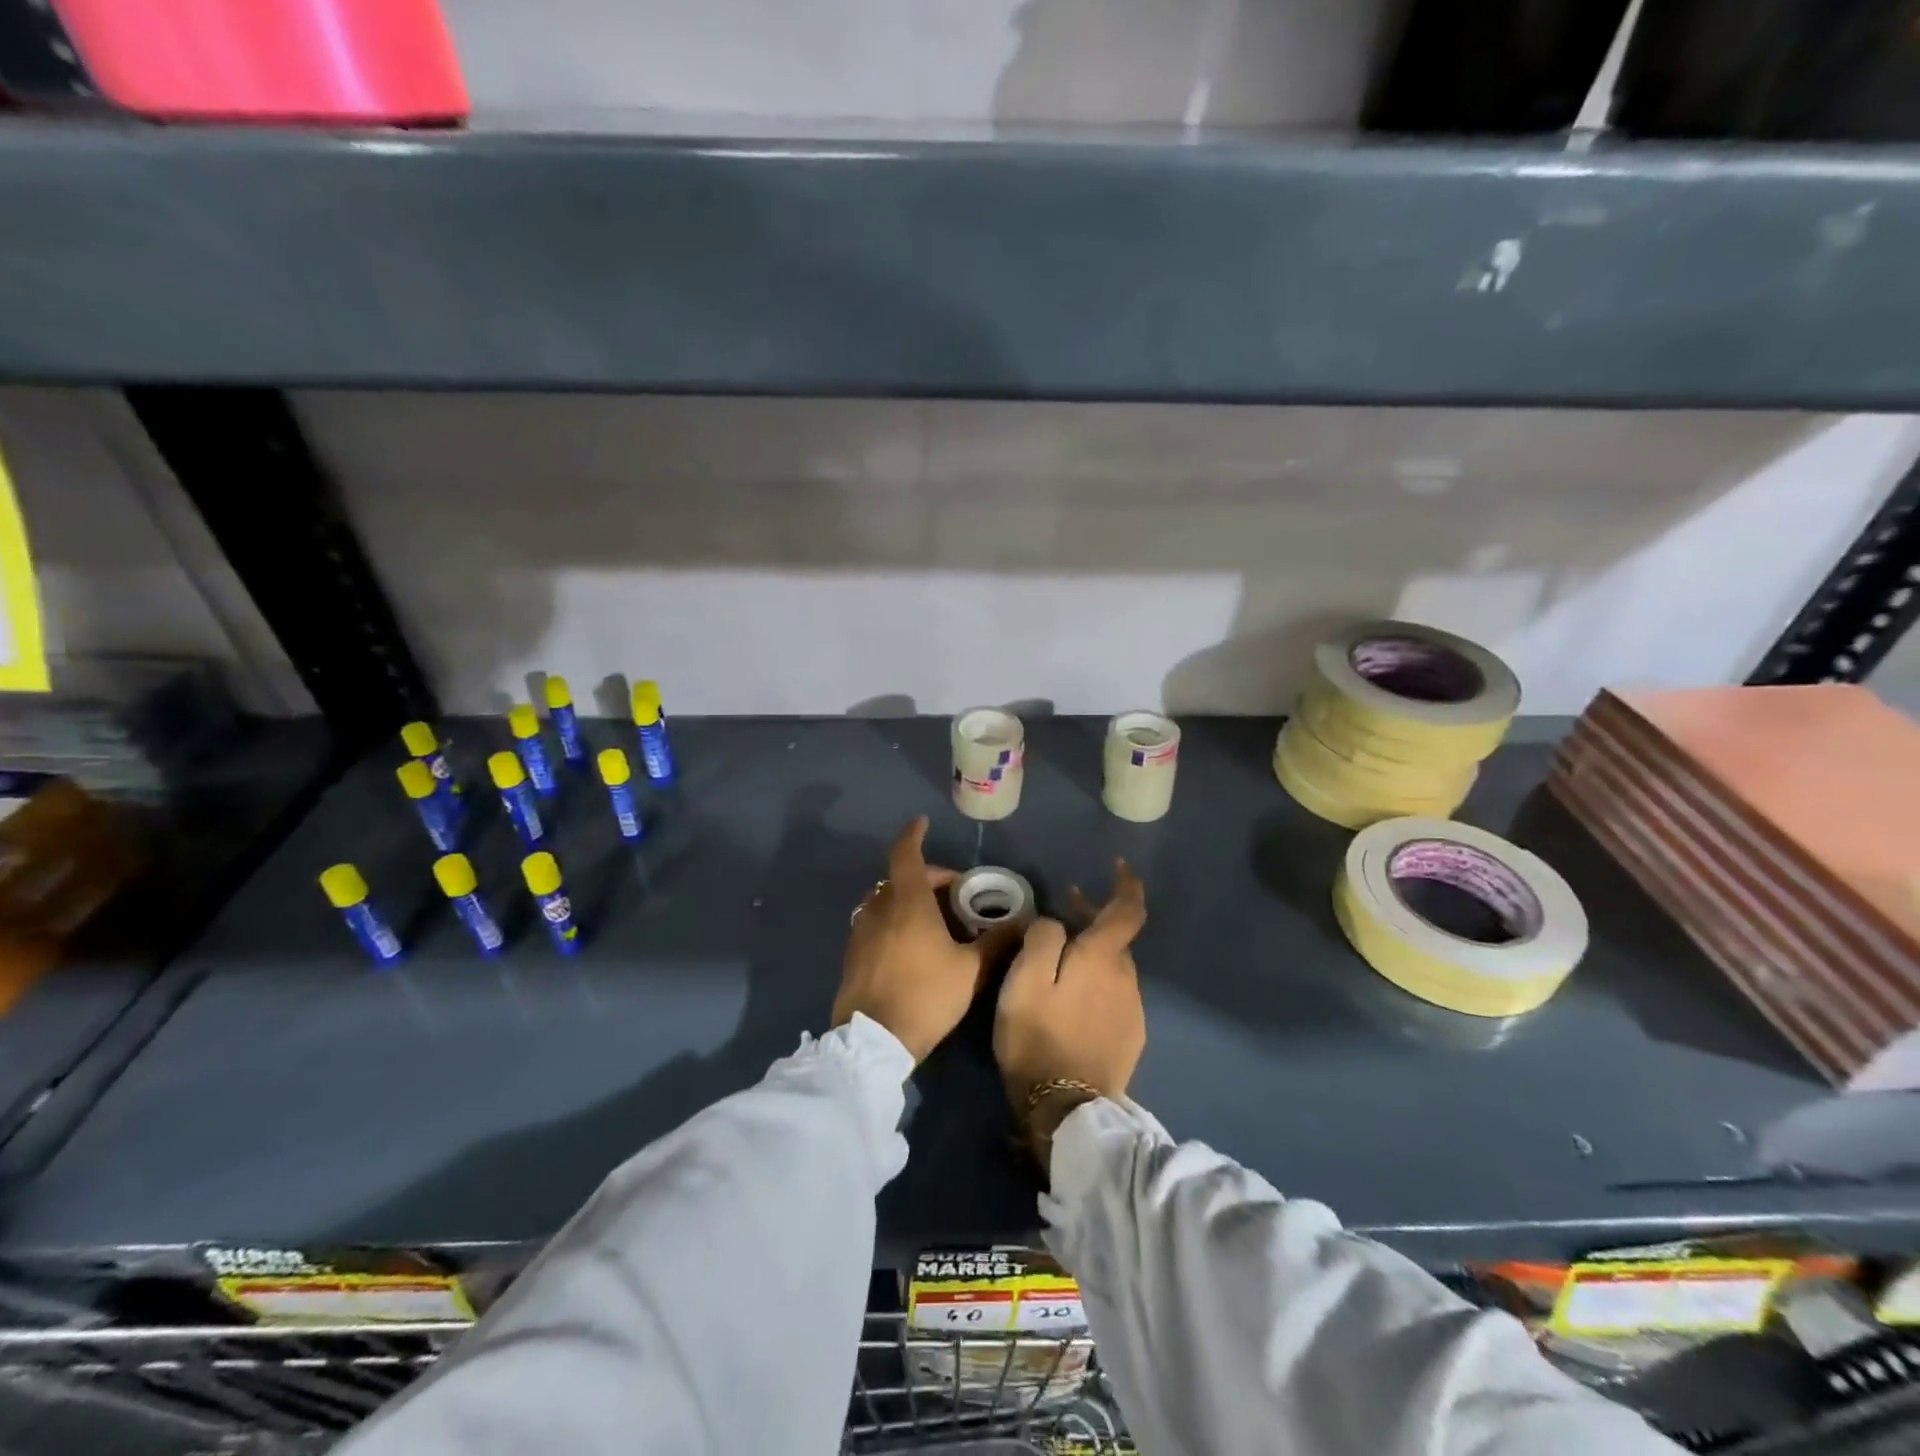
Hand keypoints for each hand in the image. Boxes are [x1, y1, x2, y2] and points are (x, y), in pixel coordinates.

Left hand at [833, 817, 1004, 1063]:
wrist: (873, 1041)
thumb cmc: (925, 994)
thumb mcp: (970, 970)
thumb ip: (996, 942)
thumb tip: (1023, 923)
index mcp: (907, 902)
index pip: (906, 854)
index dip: (913, 835)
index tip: (922, 823)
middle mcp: (879, 907)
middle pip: (900, 877)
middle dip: (927, 876)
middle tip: (954, 892)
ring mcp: (861, 931)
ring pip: (885, 900)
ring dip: (908, 898)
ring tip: (934, 918)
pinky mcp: (852, 954)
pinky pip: (875, 922)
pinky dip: (894, 919)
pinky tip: (912, 944)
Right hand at [994, 861, 1146, 1155]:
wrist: (1068, 1110)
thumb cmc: (1039, 1037)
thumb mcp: (1025, 980)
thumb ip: (1041, 937)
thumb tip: (1054, 922)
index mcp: (1103, 958)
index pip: (1127, 909)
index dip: (1126, 884)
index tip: (1117, 866)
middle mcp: (1126, 978)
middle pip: (1115, 937)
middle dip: (1093, 917)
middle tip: (1063, 906)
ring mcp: (1131, 1010)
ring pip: (1113, 966)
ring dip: (1092, 951)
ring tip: (1059, 954)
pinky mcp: (1129, 1036)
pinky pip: (1113, 994)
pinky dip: (1096, 981)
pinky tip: (1072, 997)